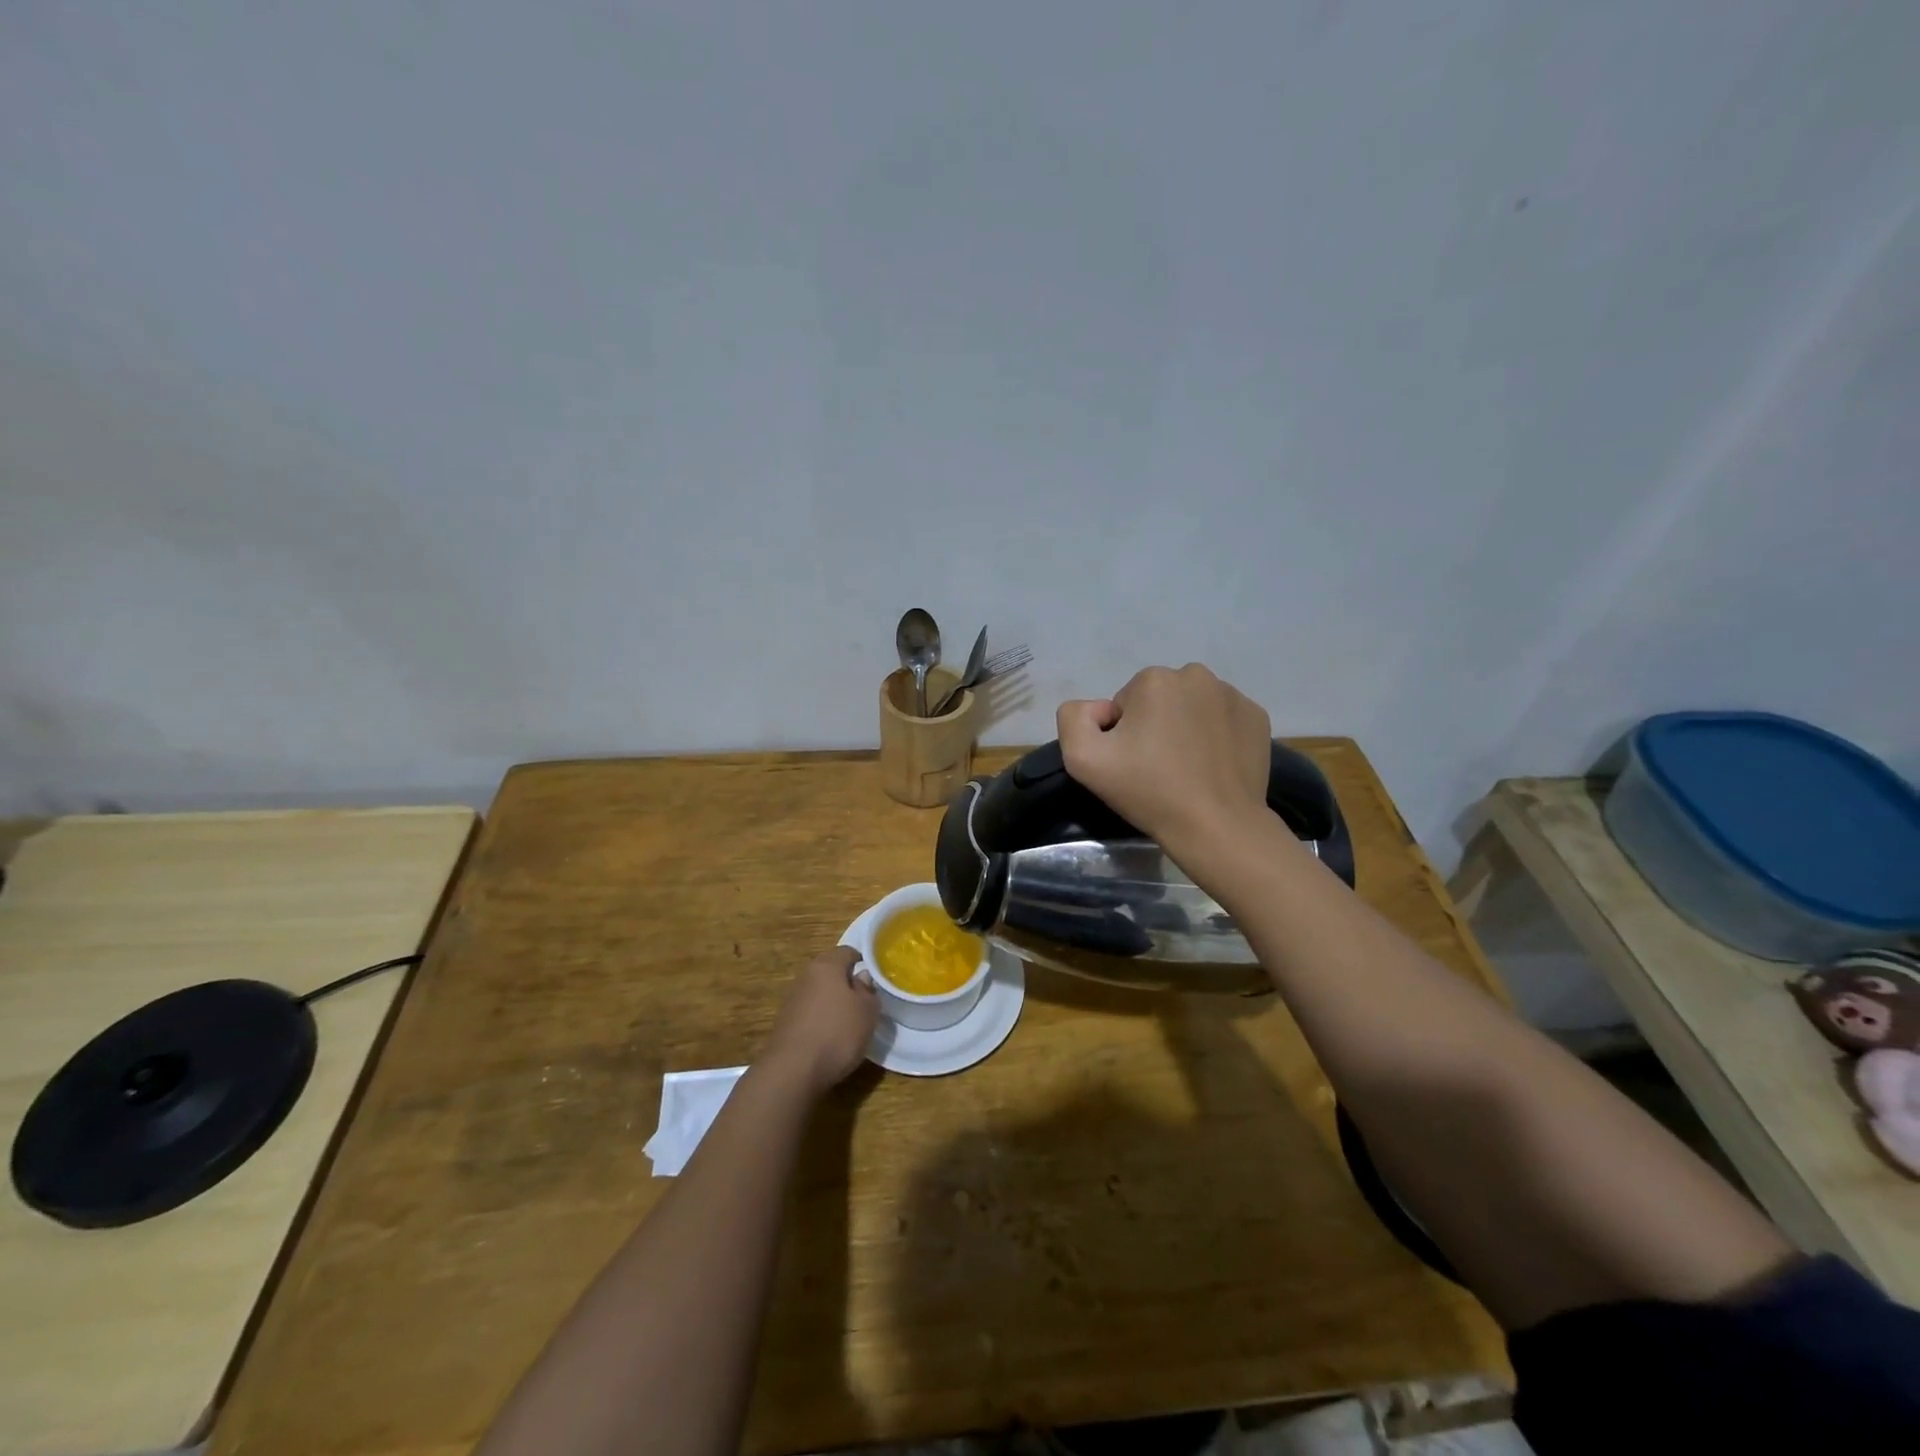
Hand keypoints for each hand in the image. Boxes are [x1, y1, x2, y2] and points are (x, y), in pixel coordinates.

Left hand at [762, 946, 877, 1094]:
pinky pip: (810, 1014)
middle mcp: (806, 976)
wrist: (793, 1070)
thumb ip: (868, 991)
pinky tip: (831, 1039)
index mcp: (826, 965)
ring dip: (834, 1004)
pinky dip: (821, 1021)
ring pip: (820, 994)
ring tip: (850, 1024)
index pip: (848, 952)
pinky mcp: (785, 1023)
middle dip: (848, 984)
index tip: (876, 979)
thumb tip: (861, 978)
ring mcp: (792, 1000)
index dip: (864, 962)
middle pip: (831, 972)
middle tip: (865, 1002)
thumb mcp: (867, 1011)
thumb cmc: (837, 1033)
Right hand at [1057, 664, 1271, 850]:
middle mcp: (1196, 675)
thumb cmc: (1149, 791)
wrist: (1217, 827)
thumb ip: (1074, 718)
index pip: (1124, 704)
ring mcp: (1233, 695)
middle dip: (1154, 726)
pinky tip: (1212, 767)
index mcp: (1154, 679)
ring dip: (1185, 729)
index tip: (1133, 764)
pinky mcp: (1257, 717)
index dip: (1122, 735)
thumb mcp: (1083, 759)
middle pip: (1159, 700)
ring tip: (1187, 770)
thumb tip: (1100, 709)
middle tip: (1157, 768)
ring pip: (1192, 707)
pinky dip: (1215, 737)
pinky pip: (1222, 720)